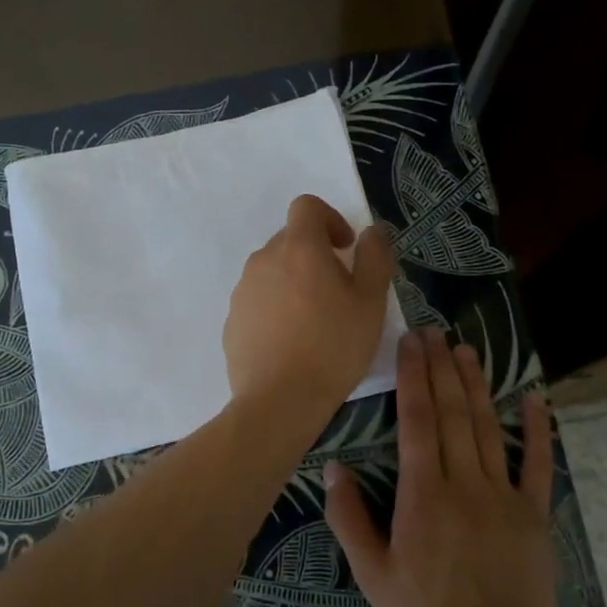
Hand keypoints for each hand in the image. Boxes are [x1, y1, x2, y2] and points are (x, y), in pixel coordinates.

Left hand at [223, 194, 394, 416]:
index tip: (346, 248)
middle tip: (339, 290)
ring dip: (294, 281)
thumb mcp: (370, 302)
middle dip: (315, 254)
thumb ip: (374, 257)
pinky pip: (258, 300)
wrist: (279, 400)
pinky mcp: (232, 320)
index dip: (330, 218)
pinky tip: (291, 342)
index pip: (306, 206)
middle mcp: (263, 260)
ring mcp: (242, 291)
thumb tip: (371, 231)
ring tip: (315, 320)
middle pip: (290, 240)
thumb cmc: (333, 347)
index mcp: (298, 248)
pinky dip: (275, 308)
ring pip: (272, 271)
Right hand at [325, 328, 557, 606]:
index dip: (413, 377)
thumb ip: (349, 518)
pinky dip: (538, 429)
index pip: (418, 420)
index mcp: (422, 493)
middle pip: (452, 413)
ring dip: (477, 385)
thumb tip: (334, 467)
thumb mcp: (371, 573)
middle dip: (441, 368)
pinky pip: (538, 464)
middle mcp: (464, 482)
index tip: (410, 343)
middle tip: (434, 332)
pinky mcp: (534, 513)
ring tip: (467, 350)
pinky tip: (534, 398)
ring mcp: (504, 495)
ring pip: (488, 428)